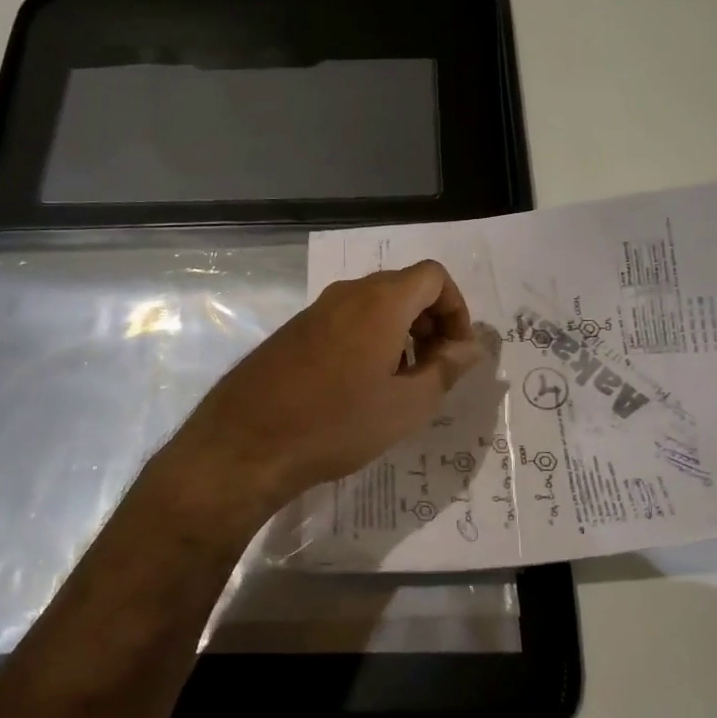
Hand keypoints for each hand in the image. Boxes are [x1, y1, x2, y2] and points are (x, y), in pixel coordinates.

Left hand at [160, 261, 482, 522]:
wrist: (247, 442)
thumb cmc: (338, 423)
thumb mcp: (407, 405)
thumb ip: (446, 369)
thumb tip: (468, 347)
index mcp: (380, 302)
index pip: (433, 276)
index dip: (456, 309)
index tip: (456, 353)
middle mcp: (348, 293)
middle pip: (404, 287)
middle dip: (431, 322)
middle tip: (434, 370)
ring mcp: (316, 310)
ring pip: (374, 305)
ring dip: (400, 333)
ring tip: (400, 383)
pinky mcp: (295, 330)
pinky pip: (346, 320)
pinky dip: (369, 339)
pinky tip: (361, 387)